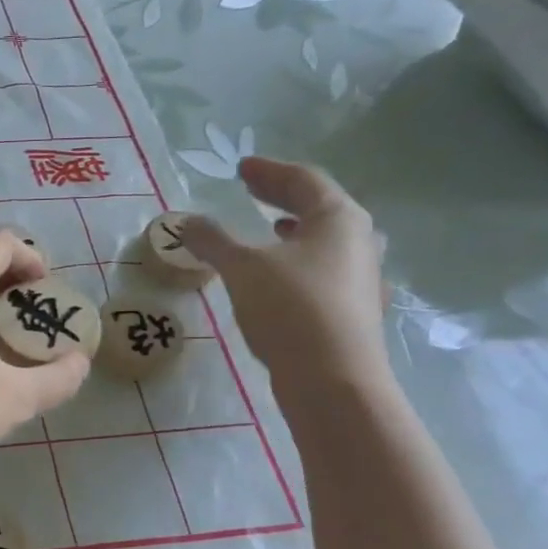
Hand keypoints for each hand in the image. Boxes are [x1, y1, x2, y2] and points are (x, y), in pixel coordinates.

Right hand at [179, 157, 389, 391]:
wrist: (332, 380)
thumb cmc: (290, 309)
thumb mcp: (242, 268)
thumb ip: (213, 241)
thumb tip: (186, 222)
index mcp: (338, 218)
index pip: (303, 180)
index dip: (269, 171)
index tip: (241, 168)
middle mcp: (358, 241)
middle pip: (319, 206)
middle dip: (282, 196)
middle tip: (251, 190)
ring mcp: (361, 277)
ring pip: (324, 240)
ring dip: (294, 229)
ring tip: (269, 228)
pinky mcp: (353, 308)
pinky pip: (323, 268)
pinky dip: (297, 259)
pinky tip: (279, 275)